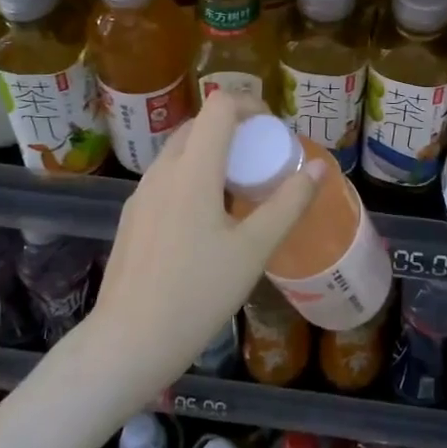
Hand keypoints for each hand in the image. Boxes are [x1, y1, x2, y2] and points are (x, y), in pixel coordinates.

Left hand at [90, 91, 320, 392]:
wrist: (128, 343)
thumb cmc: (197, 294)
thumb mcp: (253, 250)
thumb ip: (289, 204)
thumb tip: (319, 167)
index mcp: (193, 169)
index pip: (219, 105)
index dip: (250, 104)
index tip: (273, 129)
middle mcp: (162, 171)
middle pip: (199, 124)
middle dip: (234, 129)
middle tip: (262, 159)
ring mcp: (141, 194)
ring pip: (180, 151)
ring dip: (212, 152)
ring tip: (239, 189)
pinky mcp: (132, 217)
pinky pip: (166, 177)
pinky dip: (192, 176)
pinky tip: (207, 220)